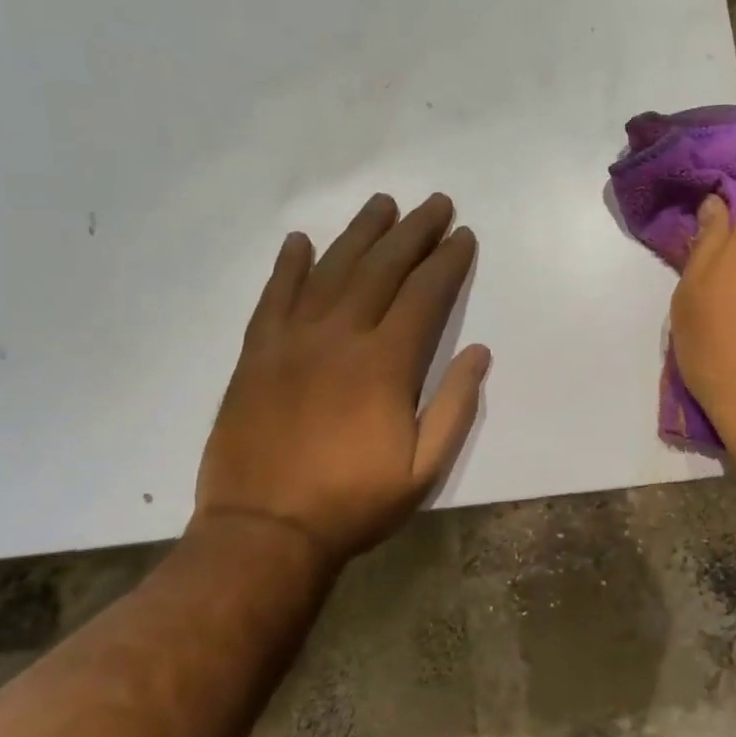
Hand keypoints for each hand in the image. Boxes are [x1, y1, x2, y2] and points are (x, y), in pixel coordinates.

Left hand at [193, 193, 490, 567]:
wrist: (262, 534)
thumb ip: (455, 406)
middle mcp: (340, 337)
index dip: (448, 260)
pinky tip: (300, 240)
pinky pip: (273, 297)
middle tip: (435, 203)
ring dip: (360, 233)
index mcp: (386, 363)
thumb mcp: (424, 469)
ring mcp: (292, 341)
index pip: (425, 294)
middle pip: (382, 268)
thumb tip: (479, 351)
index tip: (464, 235)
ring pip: (331, 270)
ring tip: (382, 204)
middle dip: (414, 231)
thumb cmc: (352, 503)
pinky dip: (287, 265)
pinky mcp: (256, 354)